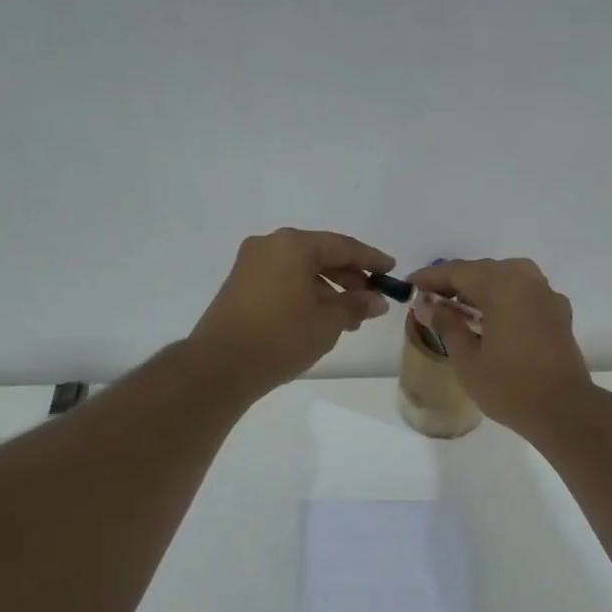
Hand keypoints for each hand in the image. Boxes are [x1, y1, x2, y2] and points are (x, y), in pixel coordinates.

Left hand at [190, 229, 394, 395]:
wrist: (220, 366)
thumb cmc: (282, 337)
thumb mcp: (328, 322)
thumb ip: (356, 305)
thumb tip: (376, 300)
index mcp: (294, 245)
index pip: (343, 246)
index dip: (371, 259)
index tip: (391, 270)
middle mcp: (270, 245)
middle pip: (320, 255)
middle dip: (349, 277)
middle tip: (372, 298)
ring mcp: (251, 264)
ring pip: (301, 270)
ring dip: (328, 289)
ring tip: (349, 317)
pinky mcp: (240, 284)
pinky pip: (283, 280)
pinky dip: (305, 293)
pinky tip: (320, 317)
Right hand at [407, 258, 592, 436]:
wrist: (563, 410)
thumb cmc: (509, 386)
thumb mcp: (467, 359)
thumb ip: (447, 325)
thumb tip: (429, 305)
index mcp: (502, 285)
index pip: (458, 271)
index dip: (431, 278)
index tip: (410, 285)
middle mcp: (527, 280)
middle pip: (483, 271)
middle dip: (455, 282)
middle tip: (430, 298)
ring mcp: (547, 295)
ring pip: (506, 279)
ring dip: (480, 289)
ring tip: (457, 309)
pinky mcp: (558, 312)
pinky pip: (524, 294)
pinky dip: (503, 299)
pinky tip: (490, 319)